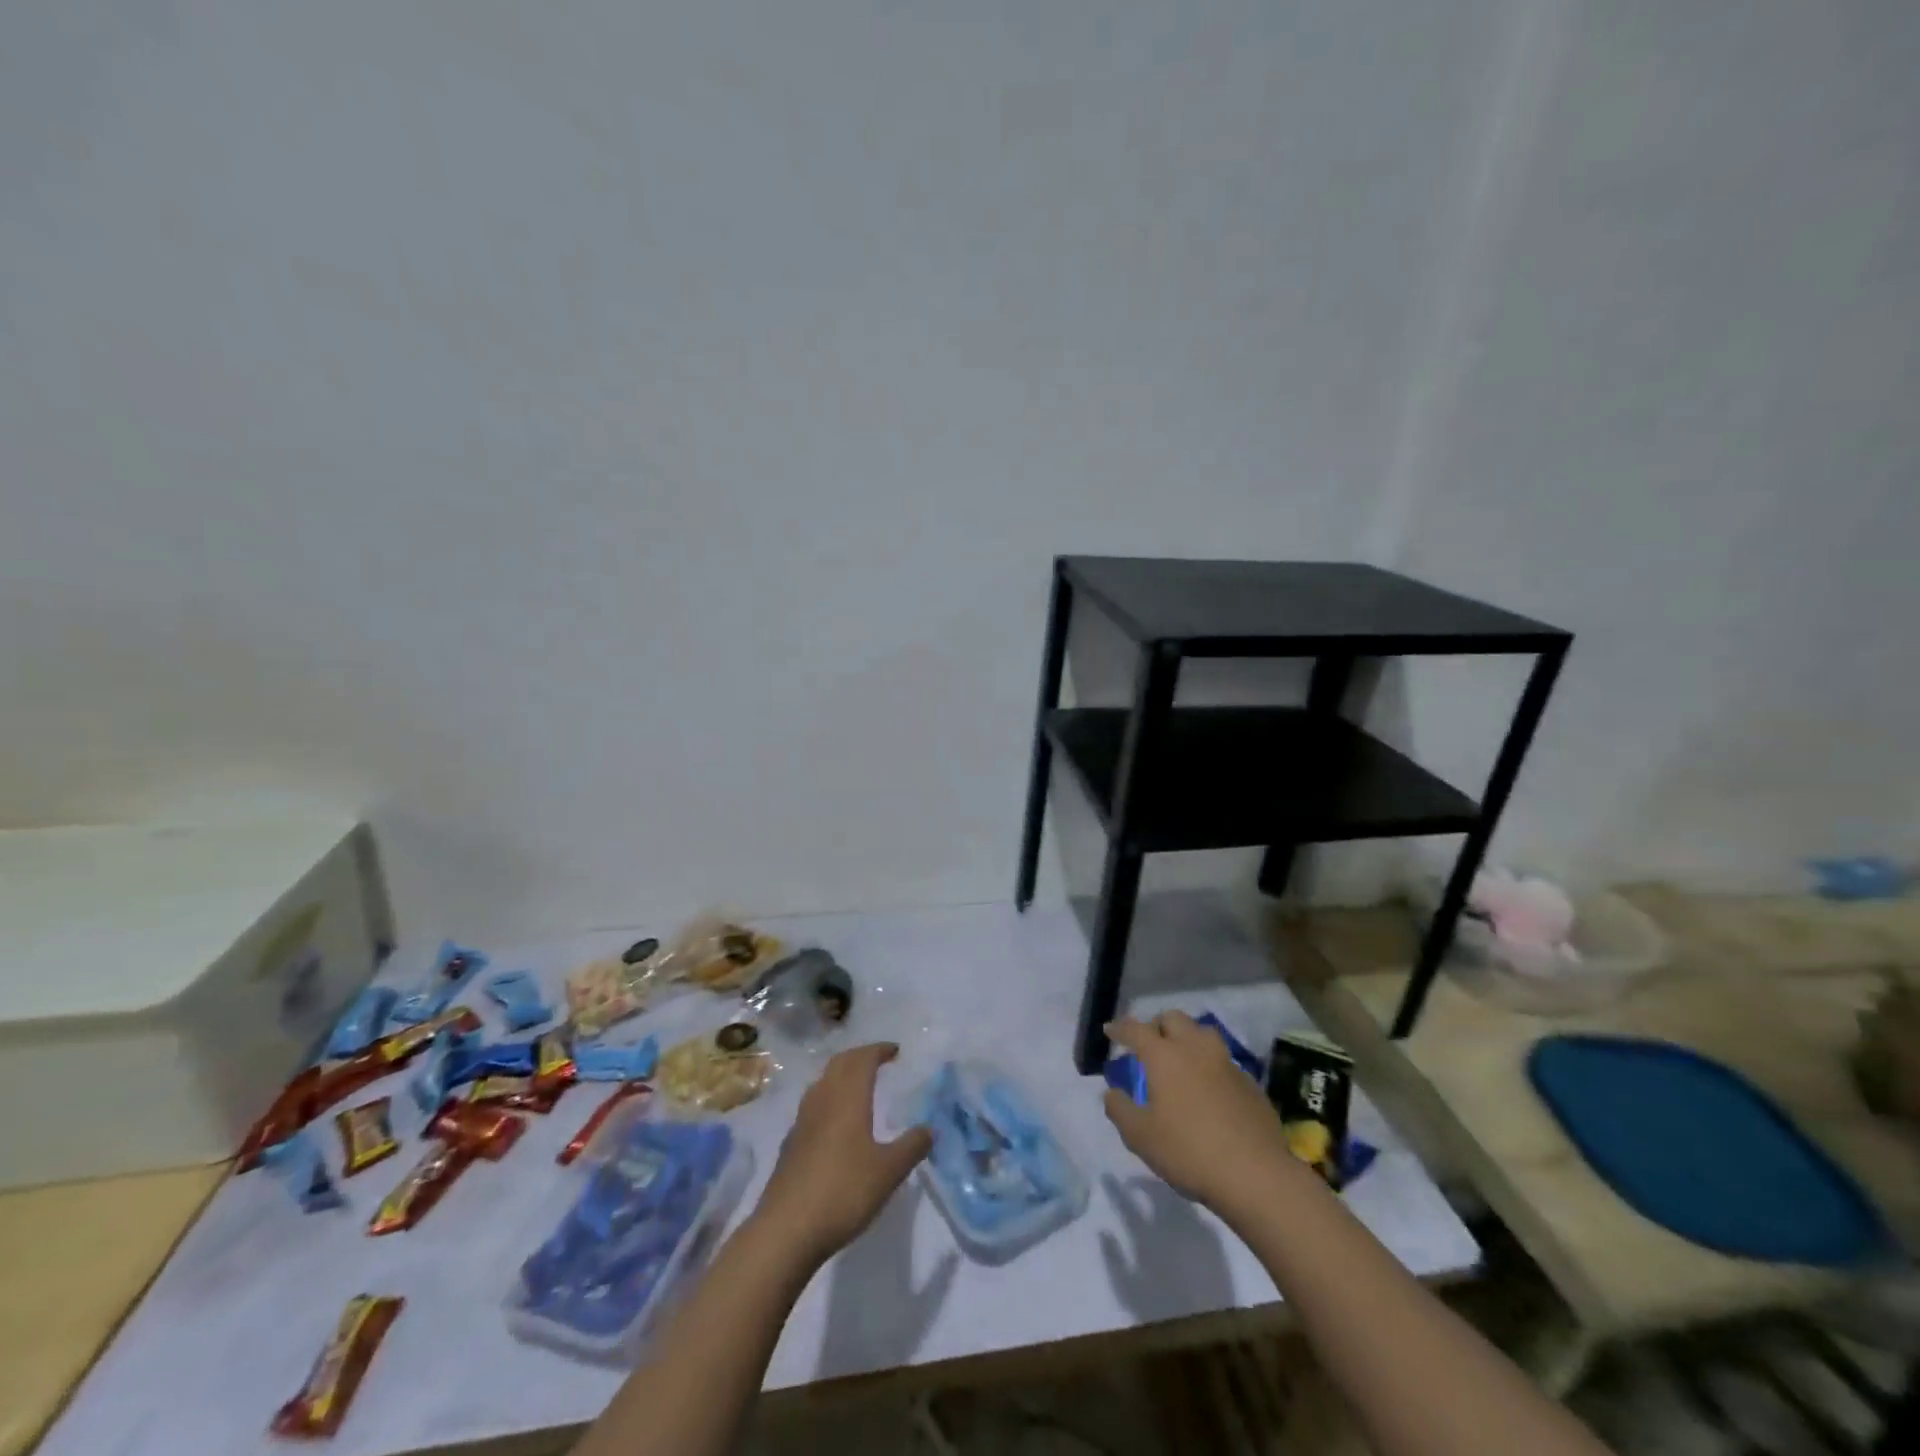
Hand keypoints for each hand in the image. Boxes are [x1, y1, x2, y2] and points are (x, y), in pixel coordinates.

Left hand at [751, 1043, 931, 1266]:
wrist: (786, 1230)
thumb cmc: (843, 1192)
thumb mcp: (889, 1172)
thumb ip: (912, 1147)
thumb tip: (931, 1128)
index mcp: (848, 1098)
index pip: (863, 1060)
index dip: (879, 1050)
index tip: (895, 1051)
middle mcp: (823, 1100)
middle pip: (839, 1064)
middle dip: (860, 1056)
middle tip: (879, 1061)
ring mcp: (802, 1121)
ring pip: (823, 1082)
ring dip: (841, 1075)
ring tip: (858, 1085)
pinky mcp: (791, 1144)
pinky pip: (812, 1105)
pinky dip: (828, 1099)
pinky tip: (834, 1122)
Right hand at [1102, 1012, 1302, 1215]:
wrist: (1256, 1175)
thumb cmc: (1189, 1152)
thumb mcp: (1141, 1137)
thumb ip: (1120, 1110)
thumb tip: (1113, 1093)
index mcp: (1164, 1056)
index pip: (1136, 1030)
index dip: (1120, 1028)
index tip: (1110, 1030)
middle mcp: (1195, 1049)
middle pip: (1173, 1018)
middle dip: (1156, 1025)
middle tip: (1148, 1044)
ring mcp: (1226, 1063)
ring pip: (1203, 1033)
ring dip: (1187, 1038)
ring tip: (1180, 1058)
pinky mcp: (1250, 1083)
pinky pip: (1223, 1061)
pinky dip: (1209, 1065)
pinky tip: (1209, 1088)